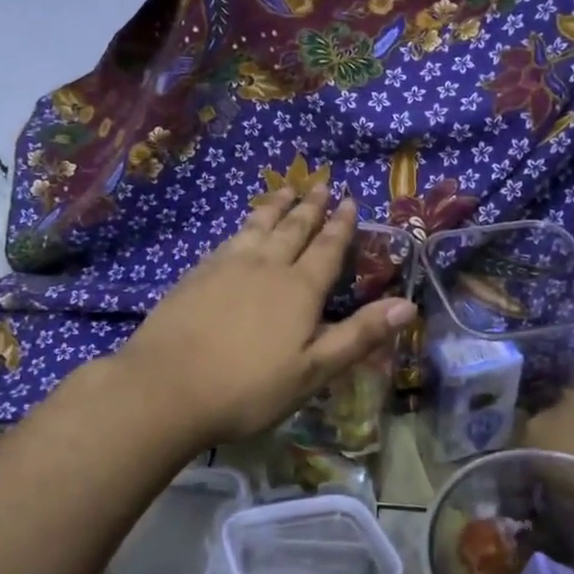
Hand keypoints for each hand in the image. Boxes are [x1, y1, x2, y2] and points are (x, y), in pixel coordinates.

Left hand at [113, 188, 415, 446]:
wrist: (166, 388)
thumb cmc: (248, 387)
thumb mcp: (313, 371)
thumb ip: (359, 335)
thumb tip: (407, 306)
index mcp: (299, 289)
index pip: (327, 248)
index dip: (341, 225)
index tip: (350, 200)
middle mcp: (265, 267)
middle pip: (293, 229)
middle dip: (310, 207)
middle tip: (321, 185)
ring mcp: (226, 267)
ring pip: (257, 227)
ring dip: (275, 207)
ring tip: (285, 190)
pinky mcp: (195, 275)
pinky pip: (228, 240)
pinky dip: (243, 227)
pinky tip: (241, 230)